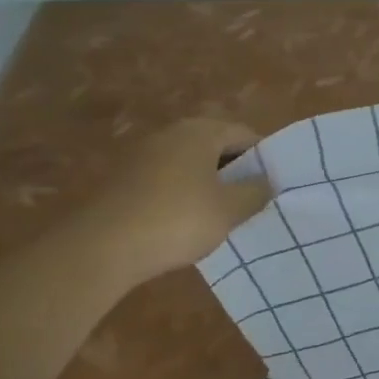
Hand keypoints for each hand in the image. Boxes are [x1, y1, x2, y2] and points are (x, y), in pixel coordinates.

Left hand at [61, 118, 272, 283]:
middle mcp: (170, 134)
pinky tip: (188, 222)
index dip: (263, 156)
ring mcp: (143, 155)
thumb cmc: (178, 220)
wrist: (103, 247)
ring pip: (189, 163)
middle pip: (215, 145)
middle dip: (236, 170)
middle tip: (254, 198)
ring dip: (209, 183)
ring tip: (224, 213)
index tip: (275, 182)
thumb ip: (255, 192)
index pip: (243, 133)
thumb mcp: (230, 209)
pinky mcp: (124, 180)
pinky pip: (167, 180)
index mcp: (200, 131)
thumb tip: (268, 181)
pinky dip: (183, 194)